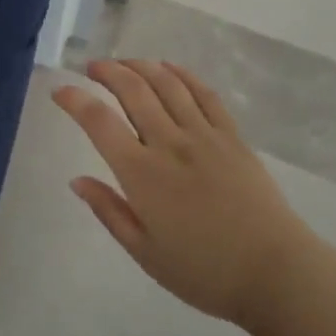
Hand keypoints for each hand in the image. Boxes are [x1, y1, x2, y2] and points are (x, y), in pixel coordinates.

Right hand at [54, 59, 315, 329]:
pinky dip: (182, 75)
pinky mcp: (232, 136)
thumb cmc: (204, 271)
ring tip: (124, 62)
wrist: (275, 273)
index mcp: (142, 174)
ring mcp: (204, 135)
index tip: (59, 90)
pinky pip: (204, 94)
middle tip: (92, 67)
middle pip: (133, 90)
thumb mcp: (145, 252)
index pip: (99, 123)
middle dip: (107, 71)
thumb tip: (77, 181)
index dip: (74, 100)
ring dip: (141, 66)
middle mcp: (170, 144)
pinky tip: (169, 69)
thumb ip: (109, 211)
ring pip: (167, 84)